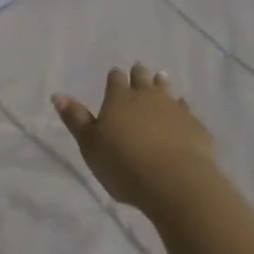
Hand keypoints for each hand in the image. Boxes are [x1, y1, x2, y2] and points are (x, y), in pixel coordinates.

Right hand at [53, 64, 217, 211]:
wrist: (176, 182)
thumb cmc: (124, 164)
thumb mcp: (90, 145)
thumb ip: (76, 119)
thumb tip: (58, 95)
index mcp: (119, 99)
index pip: (115, 79)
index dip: (114, 77)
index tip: (114, 75)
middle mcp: (147, 97)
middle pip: (142, 78)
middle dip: (139, 74)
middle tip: (138, 71)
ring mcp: (174, 109)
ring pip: (166, 89)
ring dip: (162, 84)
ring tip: (161, 80)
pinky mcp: (195, 126)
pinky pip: (187, 110)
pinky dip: (182, 109)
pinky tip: (183, 113)